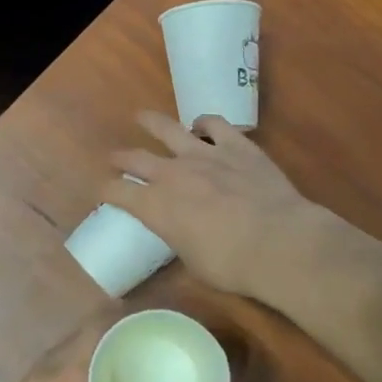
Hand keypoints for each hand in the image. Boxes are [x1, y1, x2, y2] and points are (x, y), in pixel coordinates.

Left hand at [0, 315, 145, 381]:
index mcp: (64, 381)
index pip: (92, 333)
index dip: (114, 318)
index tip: (136, 314)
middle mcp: (37, 377)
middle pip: (71, 342)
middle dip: (98, 336)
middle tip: (126, 342)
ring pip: (51, 360)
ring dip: (76, 357)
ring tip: (102, 366)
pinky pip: (37, 379)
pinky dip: (57, 377)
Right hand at [104, 111, 320, 297]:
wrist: (278, 242)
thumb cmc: (232, 265)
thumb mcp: (193, 262)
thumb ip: (180, 239)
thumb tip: (183, 233)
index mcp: (155, 207)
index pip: (116, 192)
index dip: (105, 191)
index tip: (103, 192)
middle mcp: (172, 174)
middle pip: (135, 158)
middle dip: (121, 158)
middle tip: (114, 157)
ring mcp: (205, 154)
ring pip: (169, 129)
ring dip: (152, 122)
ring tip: (142, 117)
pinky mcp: (237, 146)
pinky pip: (214, 124)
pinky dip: (204, 122)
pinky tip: (202, 124)